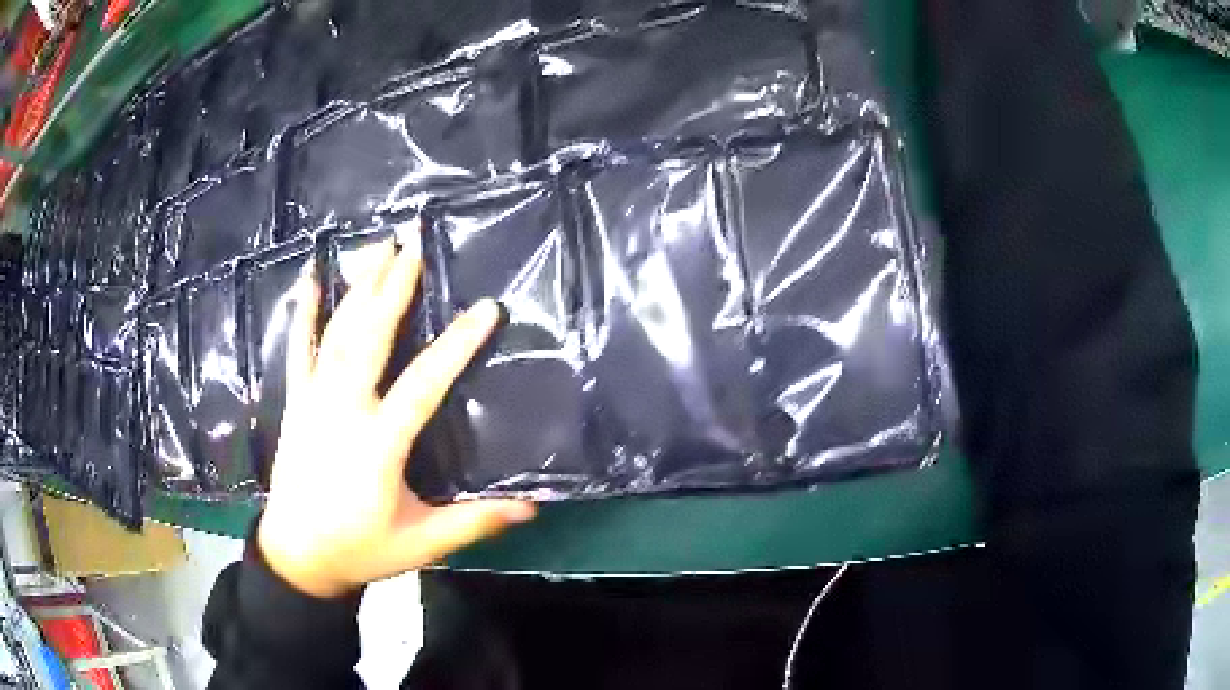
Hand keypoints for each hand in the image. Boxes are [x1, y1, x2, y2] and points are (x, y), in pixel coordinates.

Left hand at [258, 236, 535, 598]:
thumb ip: (473, 523)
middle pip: (371, 338)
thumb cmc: (361, 549)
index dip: (457, 345)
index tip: (486, 308)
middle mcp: (343, 410)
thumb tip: (531, 508)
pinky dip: (304, 311)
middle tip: (414, 242)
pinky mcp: (296, 402)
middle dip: (394, 287)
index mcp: (378, 444)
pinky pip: (299, 348)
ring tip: (379, 246)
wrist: (297, 555)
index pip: (423, 384)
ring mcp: (314, 400)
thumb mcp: (422, 544)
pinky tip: (308, 277)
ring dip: (359, 287)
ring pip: (337, 334)